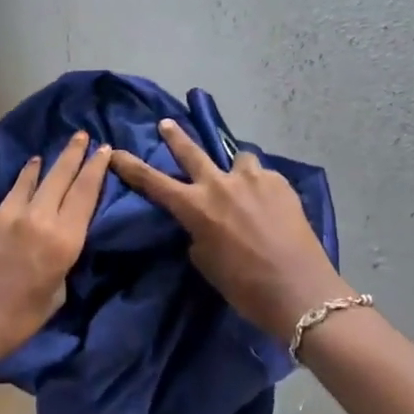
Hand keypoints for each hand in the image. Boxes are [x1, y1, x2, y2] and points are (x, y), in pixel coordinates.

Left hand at [0, 132, 111, 375]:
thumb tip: (58, 241)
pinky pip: (9, 196)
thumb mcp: (55, 295)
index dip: (96, 168)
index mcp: (63, 241)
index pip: (85, 193)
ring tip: (49, 155)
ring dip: (44, 165)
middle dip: (74, 154)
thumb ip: (61, 260)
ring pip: (31, 180)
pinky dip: (20, 185)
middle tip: (82, 135)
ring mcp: (6, 215)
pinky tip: (23, 182)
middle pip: (60, 177)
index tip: (105, 149)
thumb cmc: (15, 323)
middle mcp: (38, 219)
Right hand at [110, 119, 348, 339]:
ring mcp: (254, 179)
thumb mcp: (207, 263)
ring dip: (235, 169)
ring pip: (238, 160)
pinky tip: (270, 206)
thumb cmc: (244, 287)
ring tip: (242, 182)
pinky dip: (261, 187)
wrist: (299, 290)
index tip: (115, 151)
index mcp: (196, 207)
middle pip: (191, 151)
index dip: (131, 166)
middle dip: (175, 137)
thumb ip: (199, 234)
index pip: (153, 181)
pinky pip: (263, 177)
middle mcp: (220, 184)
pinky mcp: (281, 183)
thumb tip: (206, 222)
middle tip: (166, 123)